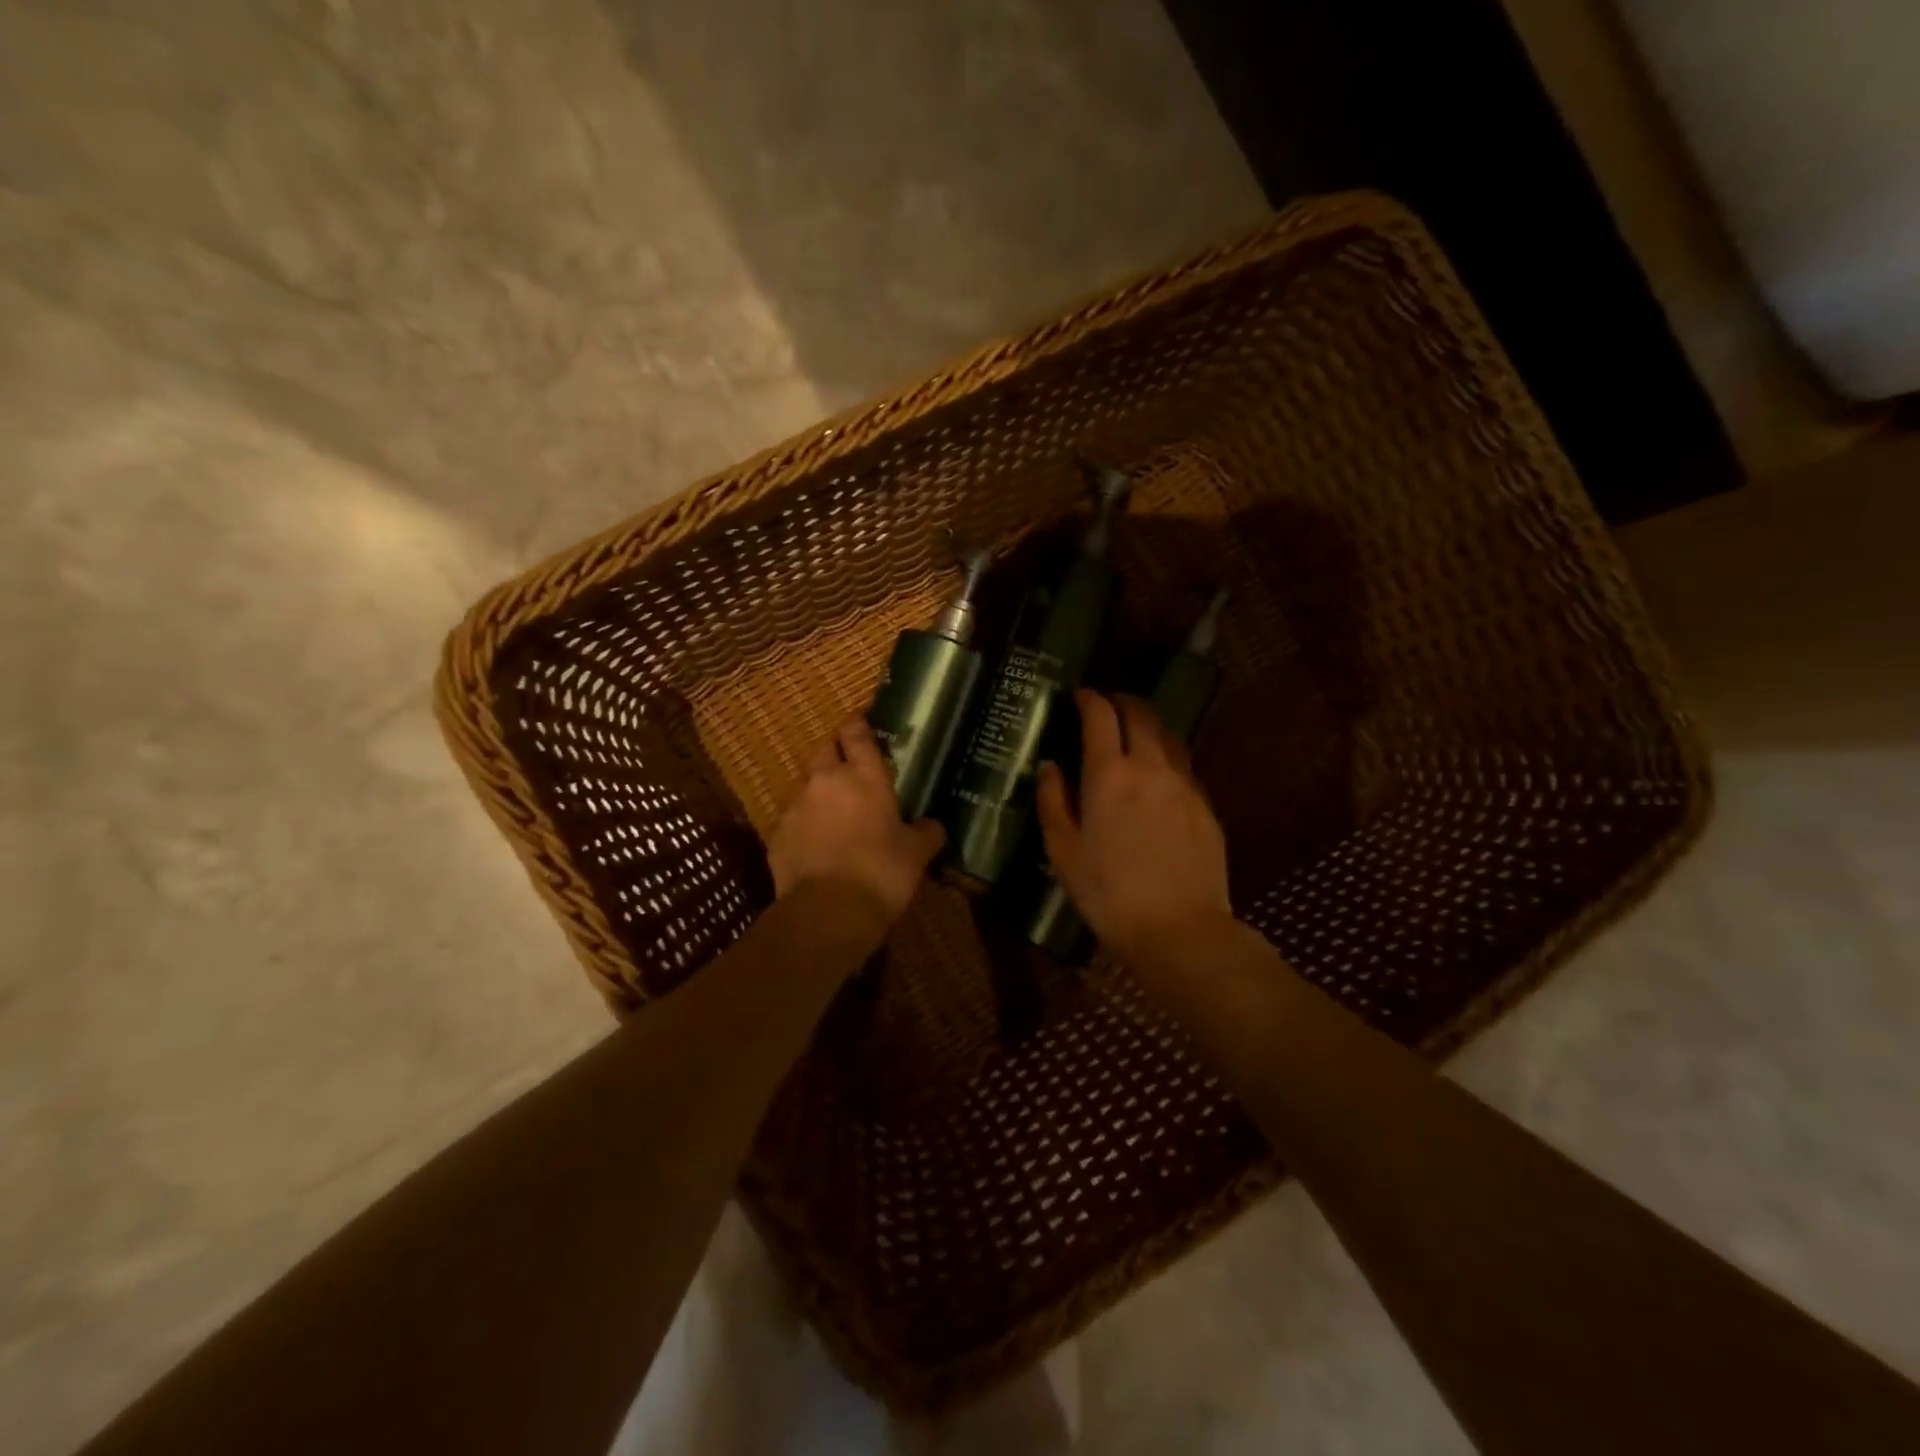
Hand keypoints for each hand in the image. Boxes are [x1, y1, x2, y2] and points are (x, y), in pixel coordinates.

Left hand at [768, 718, 945, 925]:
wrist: (828, 911)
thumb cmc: (882, 873)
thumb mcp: (916, 854)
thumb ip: (926, 833)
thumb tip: (933, 826)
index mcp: (865, 777)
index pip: (857, 734)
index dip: (858, 725)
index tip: (860, 722)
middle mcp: (826, 781)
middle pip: (823, 749)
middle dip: (833, 752)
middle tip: (848, 767)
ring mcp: (797, 806)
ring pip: (805, 785)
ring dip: (818, 792)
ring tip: (832, 814)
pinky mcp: (776, 834)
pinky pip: (792, 819)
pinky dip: (803, 825)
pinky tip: (814, 845)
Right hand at [1036, 689, 1234, 962]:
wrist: (1180, 930)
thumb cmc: (1109, 895)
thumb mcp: (1063, 852)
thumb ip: (1053, 802)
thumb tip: (1050, 766)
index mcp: (1109, 776)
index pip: (1101, 717)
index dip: (1090, 699)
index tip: (1081, 695)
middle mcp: (1150, 768)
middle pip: (1141, 715)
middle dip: (1123, 702)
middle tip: (1108, 706)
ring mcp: (1184, 785)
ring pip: (1169, 736)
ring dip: (1149, 725)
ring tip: (1135, 733)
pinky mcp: (1206, 806)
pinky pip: (1184, 766)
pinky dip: (1167, 756)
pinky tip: (1159, 777)